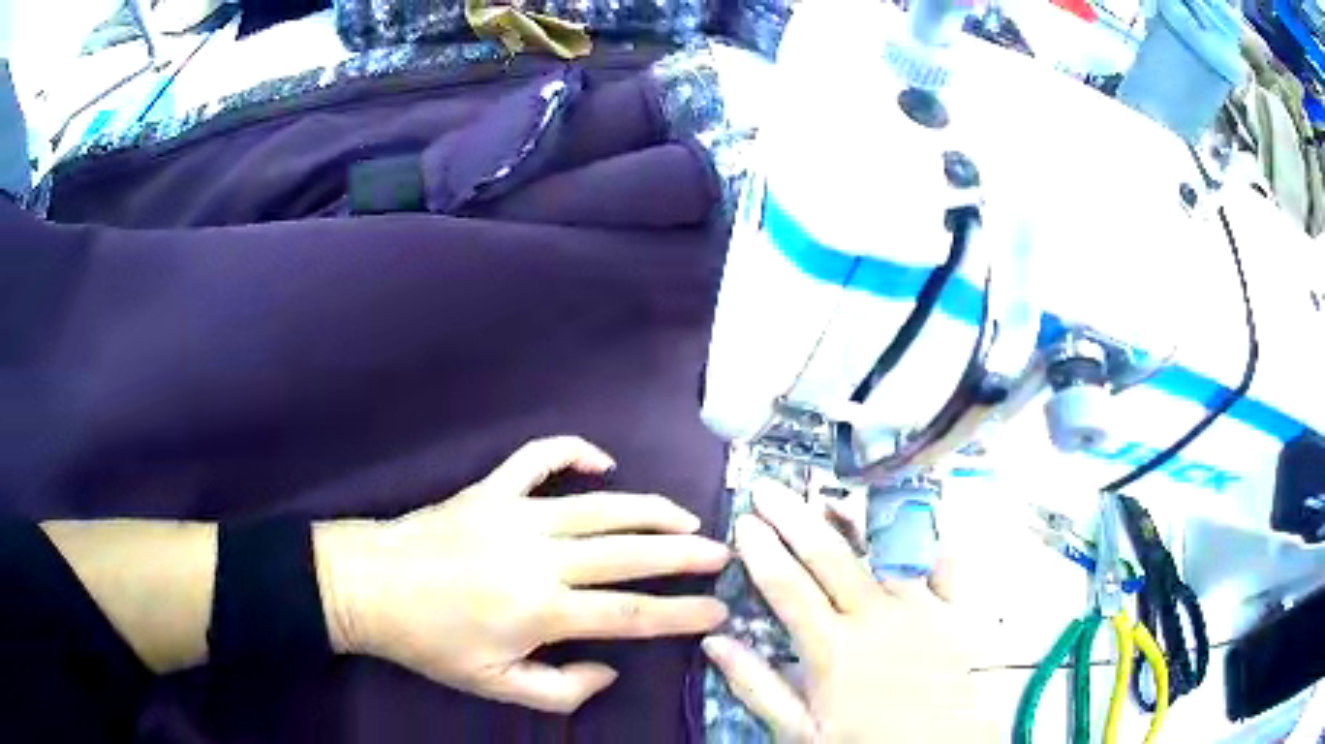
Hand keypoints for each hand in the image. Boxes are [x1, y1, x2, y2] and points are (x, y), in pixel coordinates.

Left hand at [314, 436, 730, 712]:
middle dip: (683, 554)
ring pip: (599, 506)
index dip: (680, 614)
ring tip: (686, 517)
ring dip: (649, 509)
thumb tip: (611, 668)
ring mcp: (513, 514)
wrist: (368, 587)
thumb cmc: (430, 643)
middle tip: (722, 553)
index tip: (717, 609)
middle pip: (629, 552)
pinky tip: (602, 461)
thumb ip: (561, 689)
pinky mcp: (491, 490)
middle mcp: (538, 557)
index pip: (630, 615)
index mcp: (539, 610)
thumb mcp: (494, 687)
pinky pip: (538, 459)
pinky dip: (573, 452)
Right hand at [702, 482, 989, 742]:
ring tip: (831, 493)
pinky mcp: (954, 610)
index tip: (743, 521)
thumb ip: (758, 686)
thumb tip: (714, 642)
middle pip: (829, 556)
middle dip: (794, 517)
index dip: (762, 550)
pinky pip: (943, 562)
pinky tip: (915, 520)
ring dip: (854, 518)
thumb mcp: (801, 731)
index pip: (788, 588)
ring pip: (883, 549)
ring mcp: (920, 608)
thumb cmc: (867, 743)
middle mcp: (876, 617)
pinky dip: (929, 538)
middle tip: (769, 488)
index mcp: (833, 649)